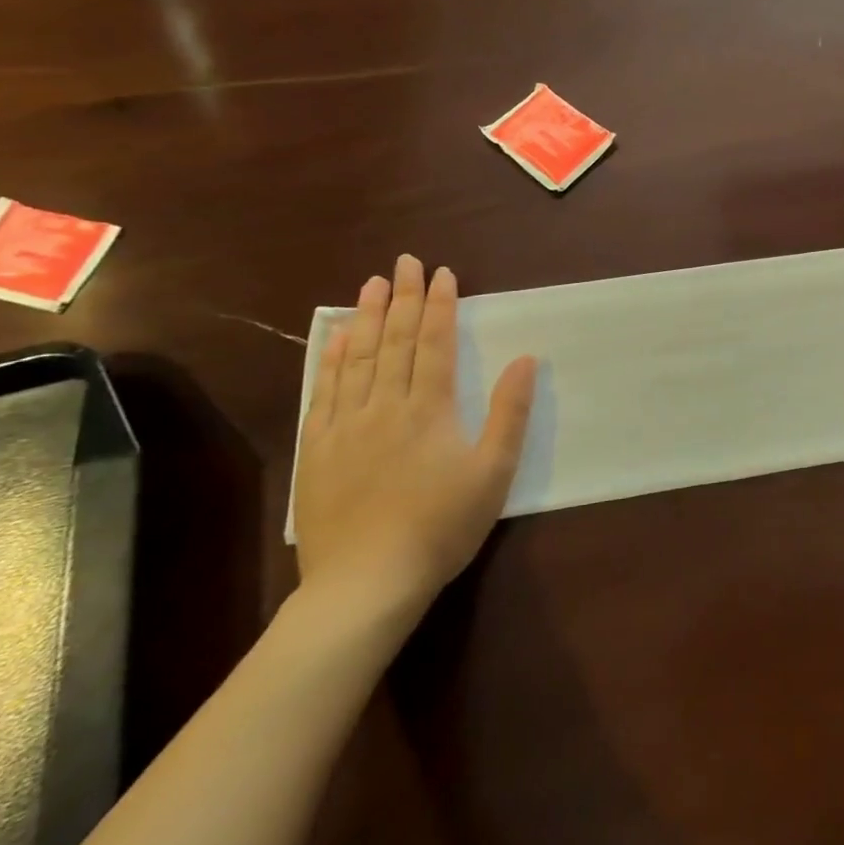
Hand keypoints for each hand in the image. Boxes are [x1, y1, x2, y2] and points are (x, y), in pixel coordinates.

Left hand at [294, 255, 535, 615]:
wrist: (366, 583)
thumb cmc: (441, 526)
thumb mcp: (493, 472)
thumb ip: (510, 413)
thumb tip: (525, 359)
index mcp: (430, 408)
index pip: (435, 342)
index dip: (440, 305)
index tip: (442, 273)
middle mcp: (385, 404)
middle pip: (395, 340)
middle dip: (403, 297)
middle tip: (404, 262)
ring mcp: (346, 425)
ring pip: (358, 357)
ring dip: (368, 316)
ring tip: (372, 284)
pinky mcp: (318, 448)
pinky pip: (324, 390)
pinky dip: (331, 357)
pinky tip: (337, 337)